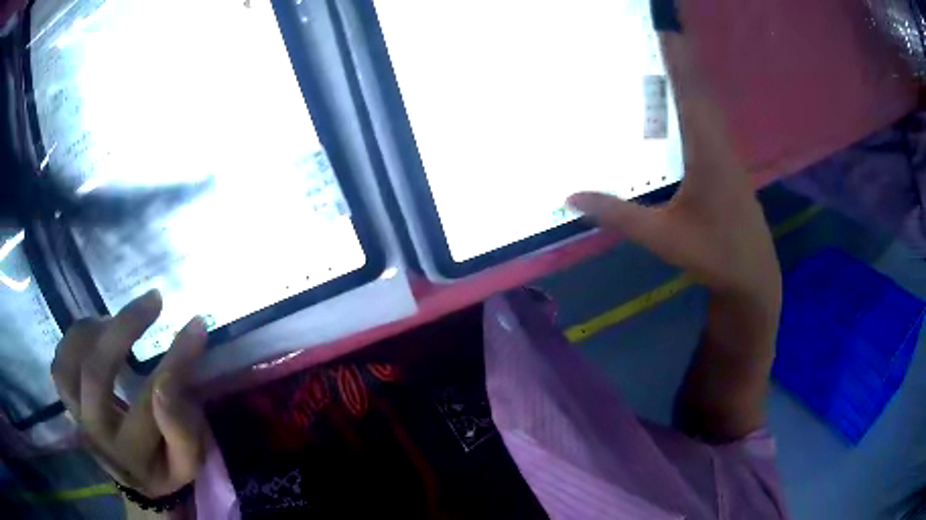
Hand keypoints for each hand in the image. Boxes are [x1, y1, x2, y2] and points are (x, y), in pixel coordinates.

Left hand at [51, 290, 208, 499]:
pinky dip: (74, 340)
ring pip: (70, 361)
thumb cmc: (164, 465)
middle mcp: (96, 434)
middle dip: (125, 328)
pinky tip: (95, 334)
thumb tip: (168, 383)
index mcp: (132, 455)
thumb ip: (182, 429)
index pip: (151, 403)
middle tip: (154, 299)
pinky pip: (59, 362)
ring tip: (115, 322)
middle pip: (96, 373)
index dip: (174, 361)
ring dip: (92, 331)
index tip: (196, 324)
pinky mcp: (67, 402)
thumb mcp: (187, 460)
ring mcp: (76, 416)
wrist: (133, 475)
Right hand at [567, 33, 779, 317]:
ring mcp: (728, 156)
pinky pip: (712, 123)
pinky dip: (697, 102)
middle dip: (684, 59)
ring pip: (709, 106)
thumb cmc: (713, 255)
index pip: (690, 95)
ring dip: (692, 79)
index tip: (665, 31)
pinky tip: (686, 105)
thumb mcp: (663, 238)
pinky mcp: (730, 167)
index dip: (677, 60)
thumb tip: (571, 195)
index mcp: (707, 154)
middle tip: (664, 32)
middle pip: (702, 91)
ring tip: (671, 57)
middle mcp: (720, 146)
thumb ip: (618, 215)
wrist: (753, 276)